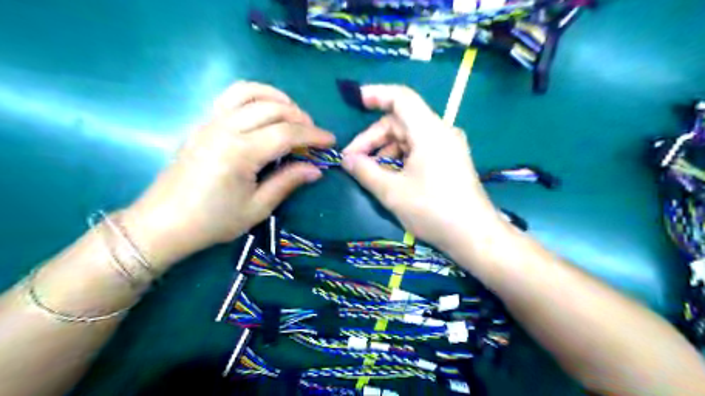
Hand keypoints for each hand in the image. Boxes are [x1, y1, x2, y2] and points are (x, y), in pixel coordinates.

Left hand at [123, 82, 335, 269]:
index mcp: (240, 153)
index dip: (313, 136)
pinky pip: (231, 96)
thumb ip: (288, 182)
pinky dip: (255, 95)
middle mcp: (225, 129)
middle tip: (313, 135)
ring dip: (278, 98)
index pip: (286, 133)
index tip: (331, 141)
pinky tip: (265, 111)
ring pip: (250, 92)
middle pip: (272, 108)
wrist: (163, 223)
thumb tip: (316, 169)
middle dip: (300, 117)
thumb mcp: (257, 208)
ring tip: (293, 115)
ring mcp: (210, 121)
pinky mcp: (202, 122)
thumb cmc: (213, 222)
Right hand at [344, 86, 502, 251]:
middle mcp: (441, 132)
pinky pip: (419, 150)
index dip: (376, 94)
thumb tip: (346, 159)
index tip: (356, 102)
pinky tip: (389, 176)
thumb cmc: (433, 210)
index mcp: (429, 131)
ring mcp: (447, 147)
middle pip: (400, 122)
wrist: (474, 236)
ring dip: (385, 150)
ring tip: (368, 172)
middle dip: (373, 138)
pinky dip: (400, 158)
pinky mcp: (449, 161)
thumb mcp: (392, 192)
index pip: (401, 98)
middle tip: (353, 160)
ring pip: (408, 137)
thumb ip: (365, 171)